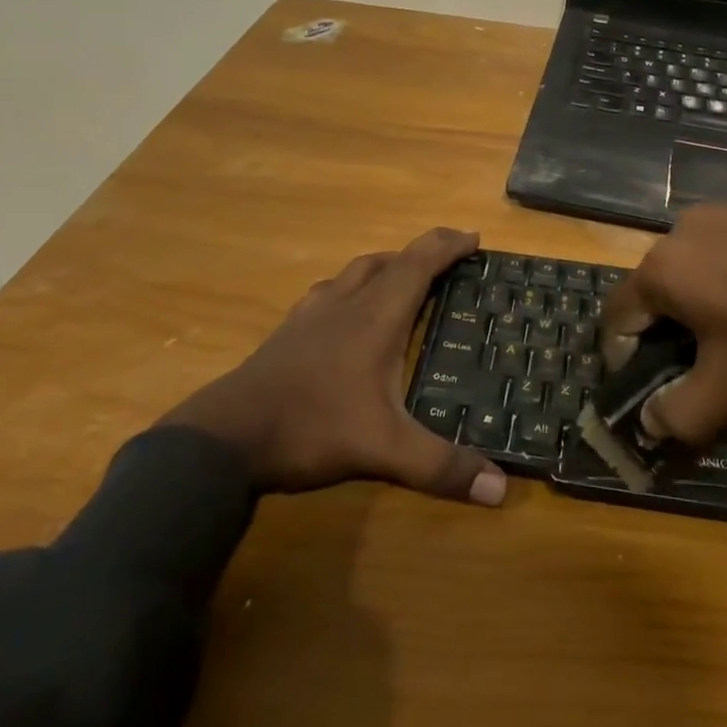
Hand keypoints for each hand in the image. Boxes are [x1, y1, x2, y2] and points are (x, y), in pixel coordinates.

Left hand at [161, 227, 506, 505]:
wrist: (226, 436)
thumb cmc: (311, 428)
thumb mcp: (383, 450)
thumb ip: (440, 466)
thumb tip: (500, 489)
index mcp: (377, 316)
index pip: (420, 263)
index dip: (449, 245)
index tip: (475, 237)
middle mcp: (348, 302)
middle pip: (393, 259)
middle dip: (426, 251)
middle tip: (452, 256)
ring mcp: (314, 312)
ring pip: (358, 270)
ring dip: (389, 264)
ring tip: (406, 276)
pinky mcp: (290, 329)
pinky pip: (330, 290)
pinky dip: (352, 286)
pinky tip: (348, 308)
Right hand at [599, 204, 726, 447]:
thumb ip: (682, 411)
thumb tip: (649, 424)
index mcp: (662, 268)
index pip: (616, 318)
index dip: (624, 360)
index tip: (652, 389)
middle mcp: (679, 230)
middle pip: (652, 291)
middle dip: (665, 334)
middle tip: (700, 369)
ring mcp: (719, 213)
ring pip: (688, 269)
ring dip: (697, 306)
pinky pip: (721, 250)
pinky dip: (726, 279)